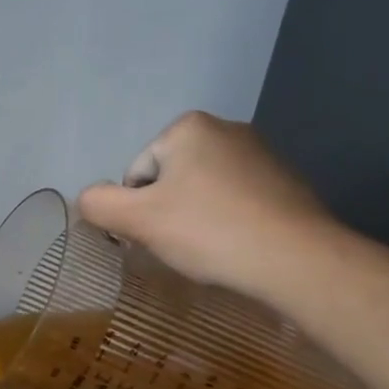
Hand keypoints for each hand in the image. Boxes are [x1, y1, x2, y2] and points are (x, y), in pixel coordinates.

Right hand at [76, 111, 337, 299]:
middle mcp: (226, 129)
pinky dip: (228, 223)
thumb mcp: (136, 220)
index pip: (136, 175)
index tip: (157, 236)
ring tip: (210, 249)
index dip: (137, 210)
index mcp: (187, 128)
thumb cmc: (209, 231)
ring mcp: (262, 155)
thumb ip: (98, 204)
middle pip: (169, 180)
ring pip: (202, 192)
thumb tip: (89, 199)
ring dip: (196, 219)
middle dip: (167, 212)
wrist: (298, 260)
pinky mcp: (287, 182)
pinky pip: (236, 202)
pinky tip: (237, 247)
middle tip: (180, 244)